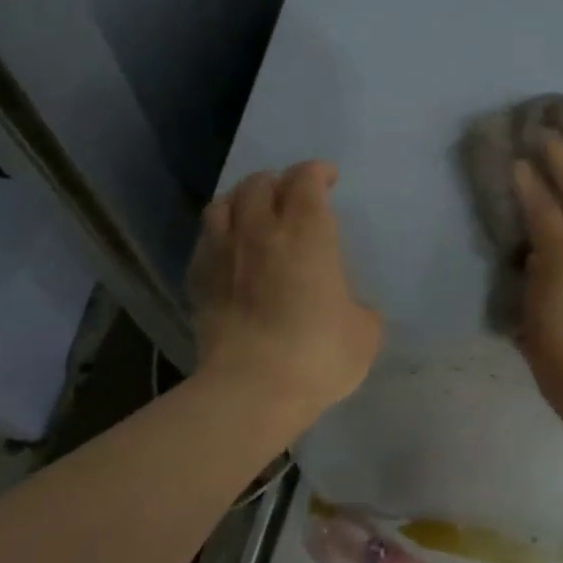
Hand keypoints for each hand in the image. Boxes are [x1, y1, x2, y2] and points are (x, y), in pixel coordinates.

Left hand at [188, 161, 382, 420]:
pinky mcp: (197, 280)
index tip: (327, 178)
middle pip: (261, 183)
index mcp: (307, 232)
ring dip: (242, 198)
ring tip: (253, 210)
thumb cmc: (317, 354)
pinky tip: (229, 249)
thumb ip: (357, 306)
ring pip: (224, 203)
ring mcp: (223, 253)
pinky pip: (206, 239)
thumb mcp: (364, 332)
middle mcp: (260, 230)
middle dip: (279, 181)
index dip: (317, 172)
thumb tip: (345, 306)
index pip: (306, 179)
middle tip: (292, 195)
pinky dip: (220, 233)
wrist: (250, 389)